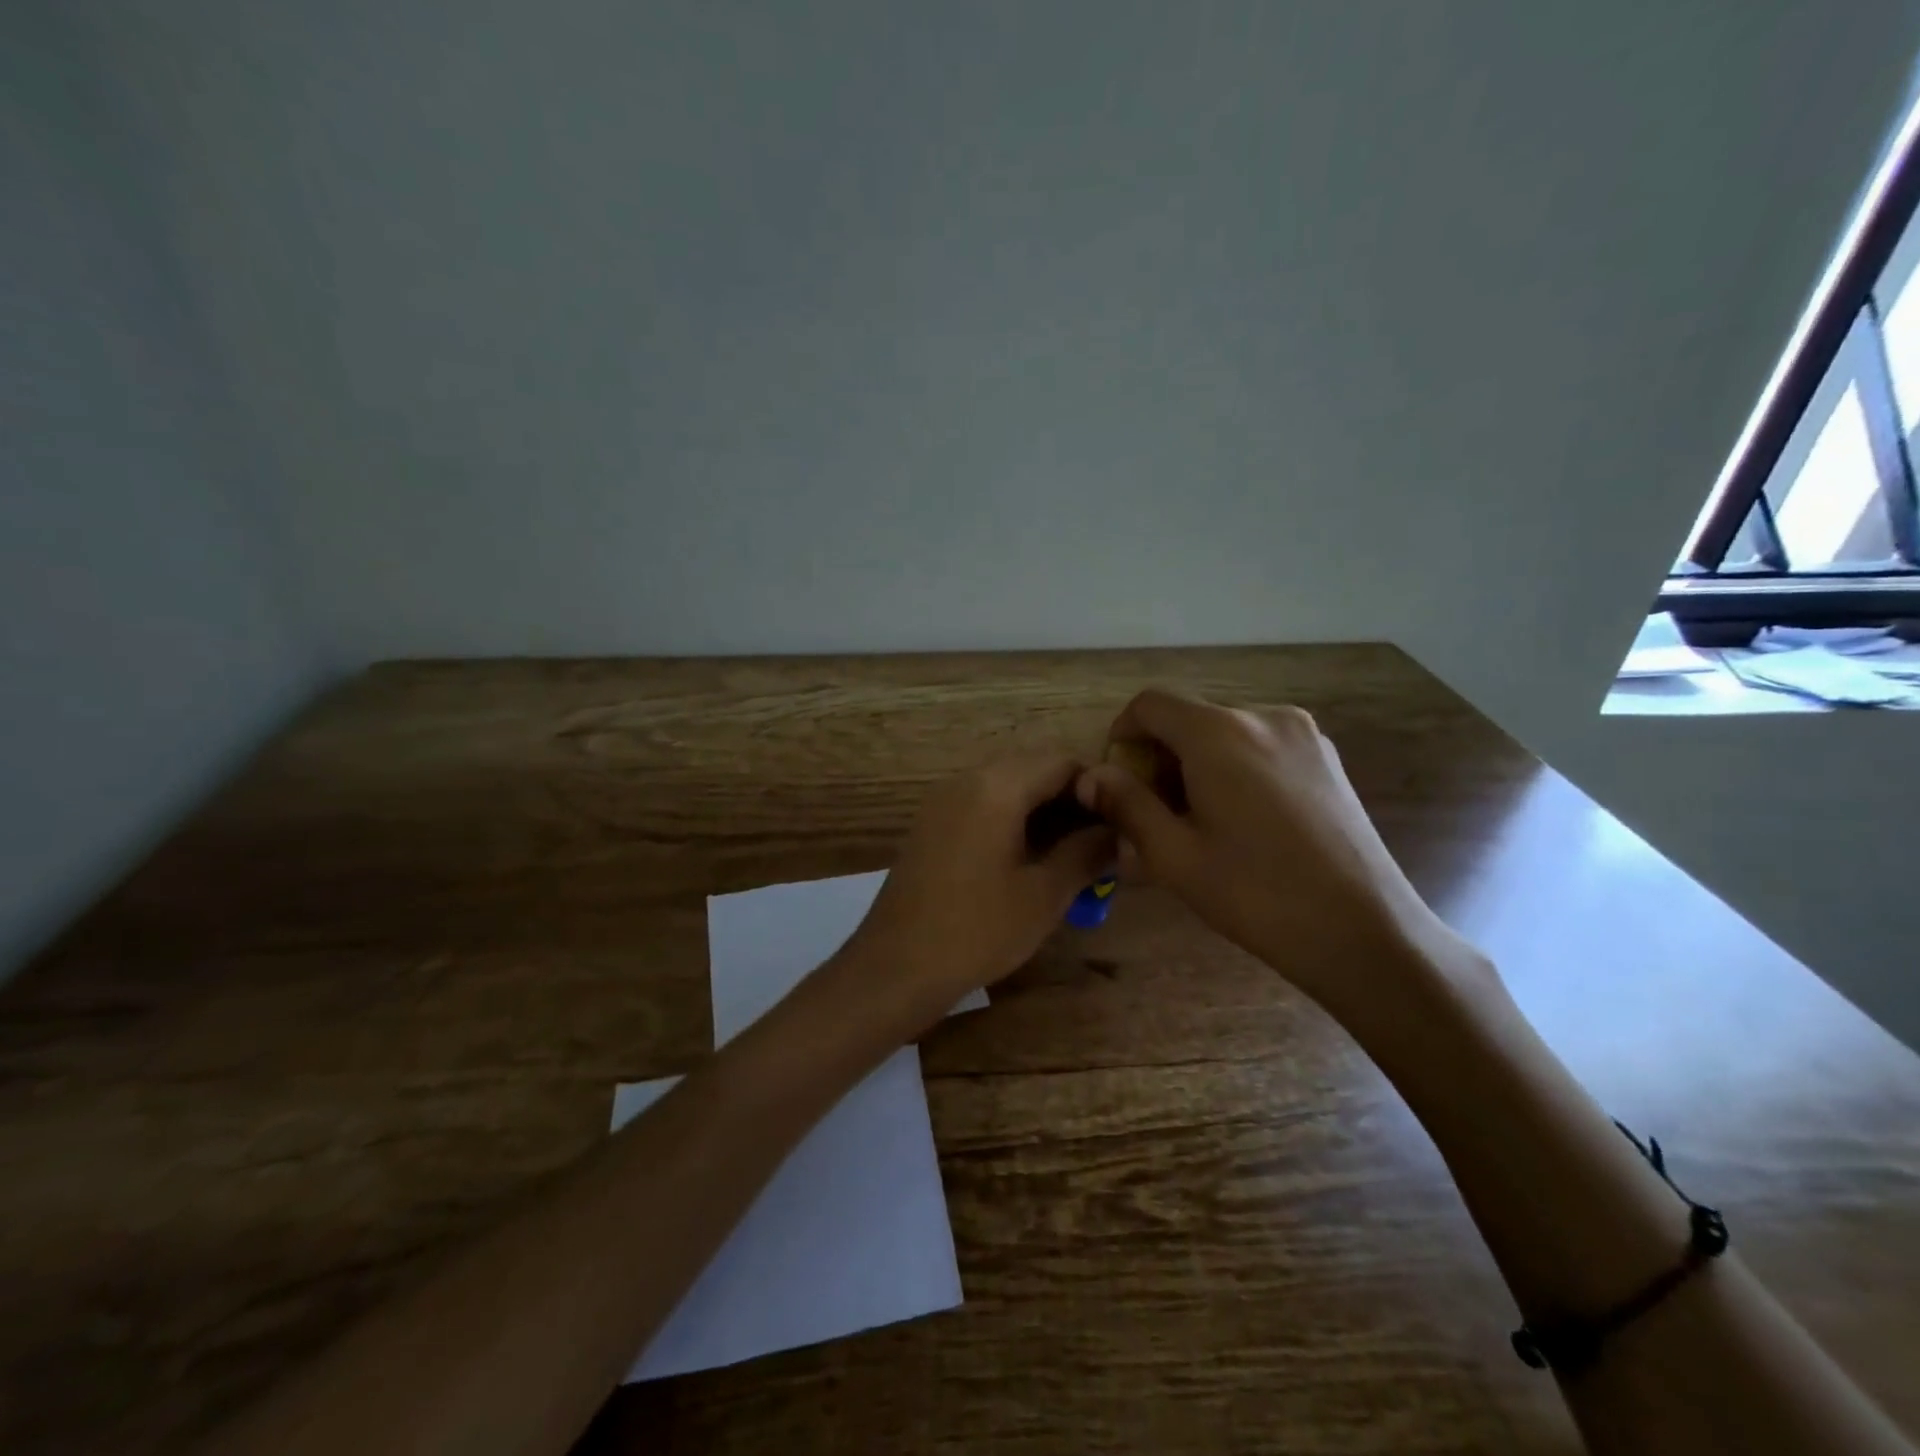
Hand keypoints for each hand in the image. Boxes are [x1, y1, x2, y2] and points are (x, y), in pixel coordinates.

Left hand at [847, 753, 1115, 1019]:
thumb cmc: (977, 930)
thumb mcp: (1044, 895)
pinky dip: (1011, 818)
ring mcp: (943, 800)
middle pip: (1032, 767)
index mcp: (996, 787)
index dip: (1097, 786)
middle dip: (1070, 798)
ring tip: (1068, 853)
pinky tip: (1027, 858)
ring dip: (1041, 809)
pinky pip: (981, 803)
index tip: (1118, 823)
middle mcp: (966, 780)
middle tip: (1096, 841)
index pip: (1061, 760)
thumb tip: (1118, 833)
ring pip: (1006, 785)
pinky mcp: (931, 823)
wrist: (896, 966)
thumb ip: (1086, 853)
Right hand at [1076, 689, 1453, 1016]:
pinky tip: (1242, 822)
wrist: (1363, 930)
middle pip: (1189, 719)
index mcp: (1218, 733)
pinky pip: (1260, 747)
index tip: (1118, 781)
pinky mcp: (1326, 758)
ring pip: (1225, 734)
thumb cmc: (1256, 894)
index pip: (1150, 704)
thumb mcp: (1174, 855)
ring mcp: (1302, 735)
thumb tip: (1091, 777)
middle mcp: (1262, 716)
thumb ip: (1127, 805)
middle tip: (1154, 814)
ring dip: (1197, 765)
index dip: (1122, 735)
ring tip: (1198, 823)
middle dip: (1160, 758)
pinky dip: (1234, 769)